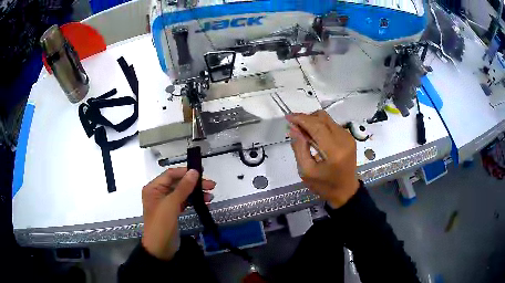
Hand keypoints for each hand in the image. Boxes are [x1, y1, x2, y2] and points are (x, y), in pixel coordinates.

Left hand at [141, 167, 215, 259]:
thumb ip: (183, 187)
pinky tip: (204, 203)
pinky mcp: (172, 212)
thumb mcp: (171, 204)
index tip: (202, 172)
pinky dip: (193, 202)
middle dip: (194, 184)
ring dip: (196, 193)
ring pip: (182, 193)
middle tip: (211, 186)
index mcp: (153, 188)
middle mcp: (158, 193)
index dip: (185, 172)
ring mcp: (166, 203)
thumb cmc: (162, 224)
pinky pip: (184, 202)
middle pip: (178, 183)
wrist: (160, 248)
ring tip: (210, 196)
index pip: (171, 174)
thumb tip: (194, 171)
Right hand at [287, 110, 359, 207]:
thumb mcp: (306, 171)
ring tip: (303, 133)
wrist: (345, 191)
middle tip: (294, 126)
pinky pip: (332, 124)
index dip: (301, 119)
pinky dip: (320, 126)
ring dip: (313, 121)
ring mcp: (348, 137)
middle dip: (306, 118)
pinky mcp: (349, 137)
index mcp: (334, 151)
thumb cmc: (324, 185)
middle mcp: (343, 140)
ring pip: (327, 119)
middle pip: (322, 118)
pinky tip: (314, 136)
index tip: (288, 117)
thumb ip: (299, 148)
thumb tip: (293, 129)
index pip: (316, 126)